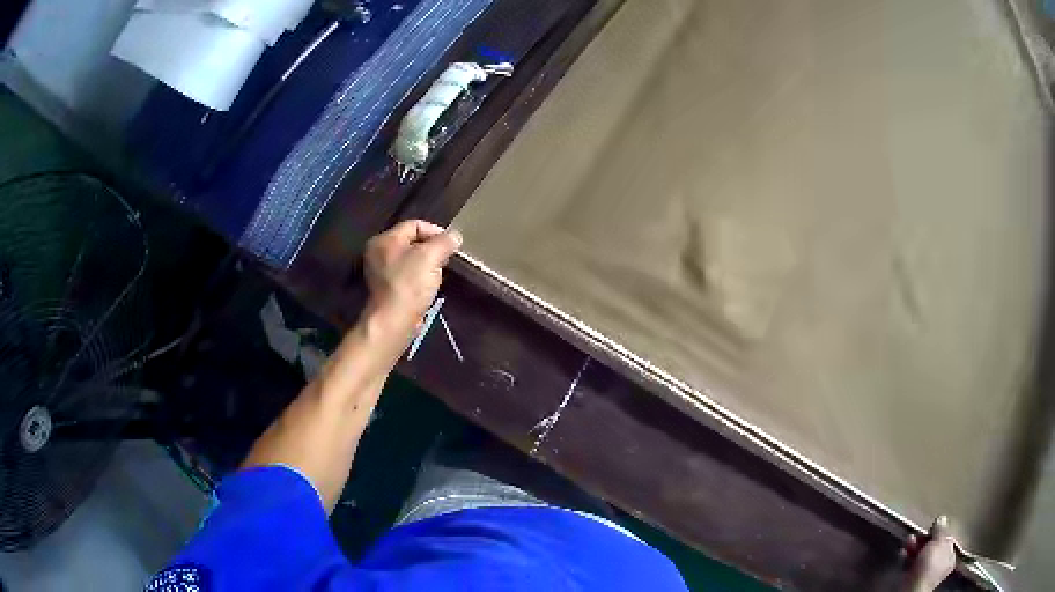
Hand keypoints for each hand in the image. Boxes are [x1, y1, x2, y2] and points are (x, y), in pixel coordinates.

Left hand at [363, 220, 461, 335]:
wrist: (394, 322)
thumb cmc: (410, 285)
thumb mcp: (431, 257)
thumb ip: (444, 242)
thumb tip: (455, 236)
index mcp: (385, 240)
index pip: (415, 225)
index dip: (435, 231)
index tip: (451, 245)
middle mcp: (378, 253)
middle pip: (412, 242)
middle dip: (432, 249)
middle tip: (446, 260)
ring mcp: (381, 272)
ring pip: (411, 260)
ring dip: (427, 265)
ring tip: (438, 275)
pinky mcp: (387, 289)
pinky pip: (407, 276)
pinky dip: (419, 278)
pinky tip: (428, 287)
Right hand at [901, 516, 956, 591]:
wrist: (911, 589)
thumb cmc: (930, 565)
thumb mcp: (939, 541)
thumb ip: (941, 529)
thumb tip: (941, 519)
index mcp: (951, 557)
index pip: (947, 540)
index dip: (940, 531)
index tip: (933, 525)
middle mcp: (939, 566)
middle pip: (933, 547)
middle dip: (924, 538)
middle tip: (919, 532)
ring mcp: (925, 573)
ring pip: (920, 554)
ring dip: (914, 545)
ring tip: (909, 539)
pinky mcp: (912, 578)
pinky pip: (910, 563)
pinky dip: (906, 556)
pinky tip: (903, 551)